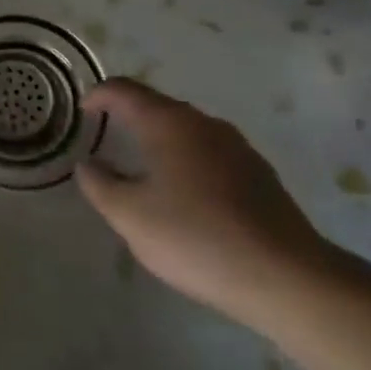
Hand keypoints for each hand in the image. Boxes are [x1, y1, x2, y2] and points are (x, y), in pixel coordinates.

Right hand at [75, 79, 334, 328]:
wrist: (288, 278)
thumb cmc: (195, 237)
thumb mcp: (129, 215)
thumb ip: (100, 185)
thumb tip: (89, 165)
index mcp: (168, 123)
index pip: (123, 90)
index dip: (98, 96)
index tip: (82, 111)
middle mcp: (204, 124)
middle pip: (158, 106)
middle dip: (129, 116)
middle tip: (107, 137)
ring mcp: (238, 148)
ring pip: (187, 131)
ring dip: (160, 140)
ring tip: (142, 166)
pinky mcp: (260, 175)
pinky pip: (210, 154)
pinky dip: (187, 162)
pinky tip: (184, 195)